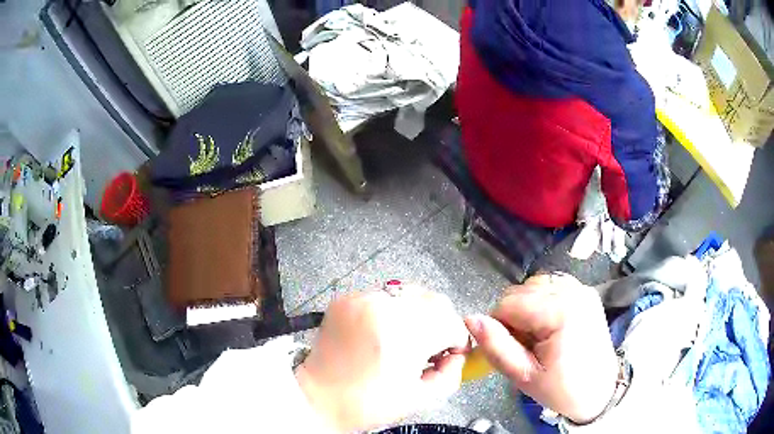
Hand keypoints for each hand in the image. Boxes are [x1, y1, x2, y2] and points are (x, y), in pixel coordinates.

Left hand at [296, 288, 469, 432]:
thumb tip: (457, 354)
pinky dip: (390, 313)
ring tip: (402, 341)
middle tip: (428, 348)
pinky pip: (383, 297)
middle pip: (434, 301)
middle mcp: (384, 308)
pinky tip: (380, 334)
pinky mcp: (346, 299)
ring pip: (410, 295)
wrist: (318, 397)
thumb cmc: (369, 404)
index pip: (451, 321)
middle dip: (439, 323)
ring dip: (415, 316)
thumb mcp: (422, 398)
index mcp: (404, 335)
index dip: (456, 340)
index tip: (448, 354)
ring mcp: (362, 299)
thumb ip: (452, 373)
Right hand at [465, 274, 617, 423]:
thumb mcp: (524, 376)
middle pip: (520, 290)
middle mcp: (573, 291)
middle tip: (527, 345)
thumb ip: (496, 347)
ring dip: (528, 307)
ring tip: (539, 335)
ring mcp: (582, 289)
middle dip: (514, 317)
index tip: (512, 349)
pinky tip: (550, 324)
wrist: (600, 390)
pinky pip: (552, 286)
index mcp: (559, 311)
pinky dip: (543, 301)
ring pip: (534, 285)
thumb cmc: (562, 389)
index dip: (500, 326)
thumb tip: (470, 320)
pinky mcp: (586, 292)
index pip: (508, 303)